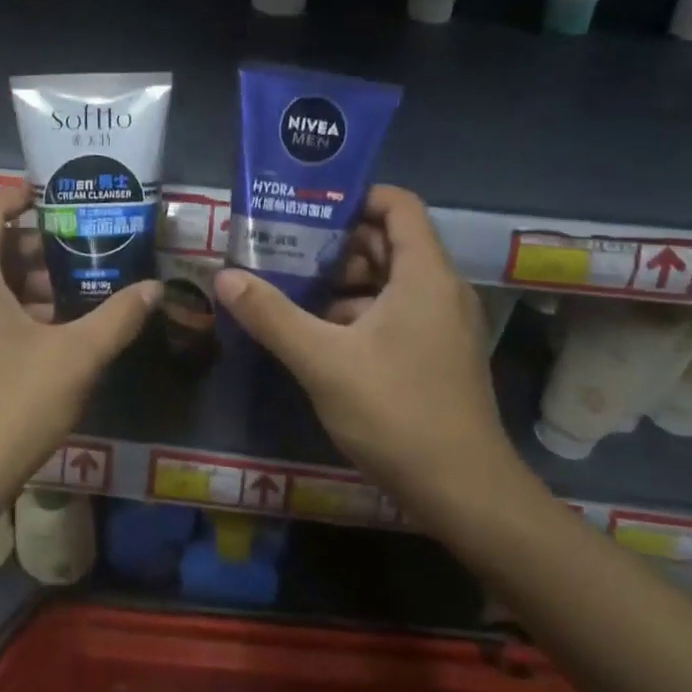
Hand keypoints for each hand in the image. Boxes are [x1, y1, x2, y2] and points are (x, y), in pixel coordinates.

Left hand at [0, 185, 157, 517]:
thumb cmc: (7, 409)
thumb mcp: (74, 359)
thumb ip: (117, 317)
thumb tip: (155, 289)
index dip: (25, 194)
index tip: (65, 197)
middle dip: (36, 246)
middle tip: (85, 252)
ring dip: (22, 281)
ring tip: (73, 295)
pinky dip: (1, 306)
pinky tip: (42, 334)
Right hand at [213, 185, 532, 527]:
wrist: (466, 495)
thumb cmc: (397, 413)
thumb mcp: (322, 361)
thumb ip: (272, 315)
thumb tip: (225, 276)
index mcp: (424, 274)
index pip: (398, 204)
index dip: (356, 196)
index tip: (308, 207)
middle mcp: (441, 289)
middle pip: (389, 241)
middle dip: (338, 242)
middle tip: (287, 247)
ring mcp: (443, 323)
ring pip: (391, 280)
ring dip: (345, 281)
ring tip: (292, 289)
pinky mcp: (439, 353)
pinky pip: (398, 311)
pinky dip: (360, 312)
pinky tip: (320, 335)